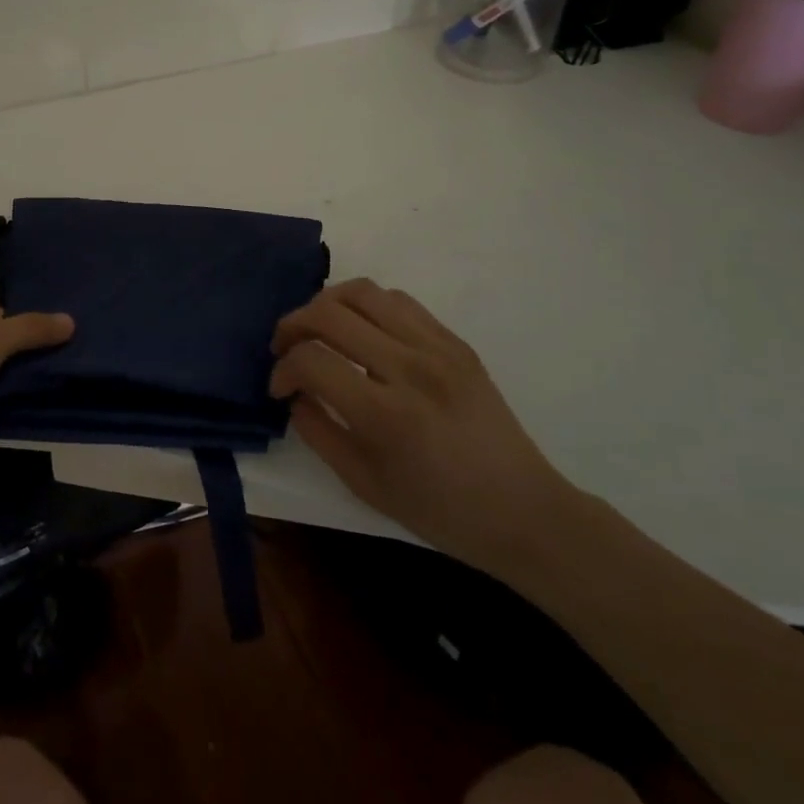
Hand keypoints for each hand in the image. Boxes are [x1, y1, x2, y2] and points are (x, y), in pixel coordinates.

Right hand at [270, 278, 579, 578]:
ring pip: (363, 292)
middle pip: (329, 313)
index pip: (312, 361)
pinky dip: (366, 306)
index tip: (279, 389)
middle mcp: (411, 368)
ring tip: (317, 328)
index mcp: (387, 414)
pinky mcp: (456, 342)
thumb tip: (295, 394)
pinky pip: (398, 301)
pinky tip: (360, 330)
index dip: (283, 370)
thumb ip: (318, 432)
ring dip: (326, 304)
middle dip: (292, 325)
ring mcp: (438, 348)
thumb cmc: (440, 511)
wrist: (524, 511)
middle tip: (284, 348)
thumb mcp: (364, 484)